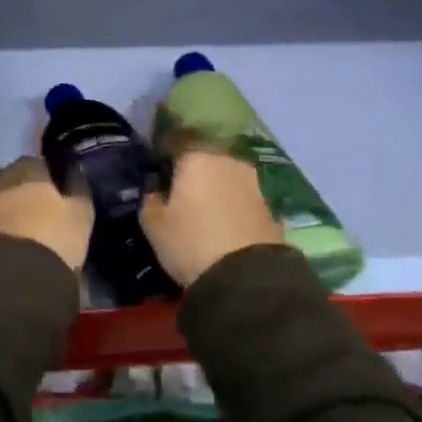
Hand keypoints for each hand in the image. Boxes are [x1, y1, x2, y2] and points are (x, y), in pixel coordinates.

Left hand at [0, 156, 93, 272]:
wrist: (10, 277)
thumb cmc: (53, 238)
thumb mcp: (80, 215)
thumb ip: (78, 189)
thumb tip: (74, 171)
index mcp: (28, 170)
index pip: (38, 163)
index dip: (48, 175)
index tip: (56, 190)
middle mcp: (0, 179)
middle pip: (13, 178)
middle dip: (23, 190)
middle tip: (38, 210)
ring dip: (6, 208)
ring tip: (21, 229)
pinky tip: (6, 242)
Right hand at [141, 147, 281, 287]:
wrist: (247, 277)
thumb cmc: (190, 242)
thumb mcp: (154, 225)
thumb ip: (150, 199)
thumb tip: (155, 188)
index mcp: (195, 157)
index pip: (175, 144)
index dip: (164, 159)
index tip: (157, 176)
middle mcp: (227, 161)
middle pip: (204, 160)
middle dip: (192, 174)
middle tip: (180, 196)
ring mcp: (253, 183)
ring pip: (226, 179)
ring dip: (215, 190)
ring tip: (204, 214)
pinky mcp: (270, 206)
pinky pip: (242, 200)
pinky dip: (233, 208)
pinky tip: (225, 227)